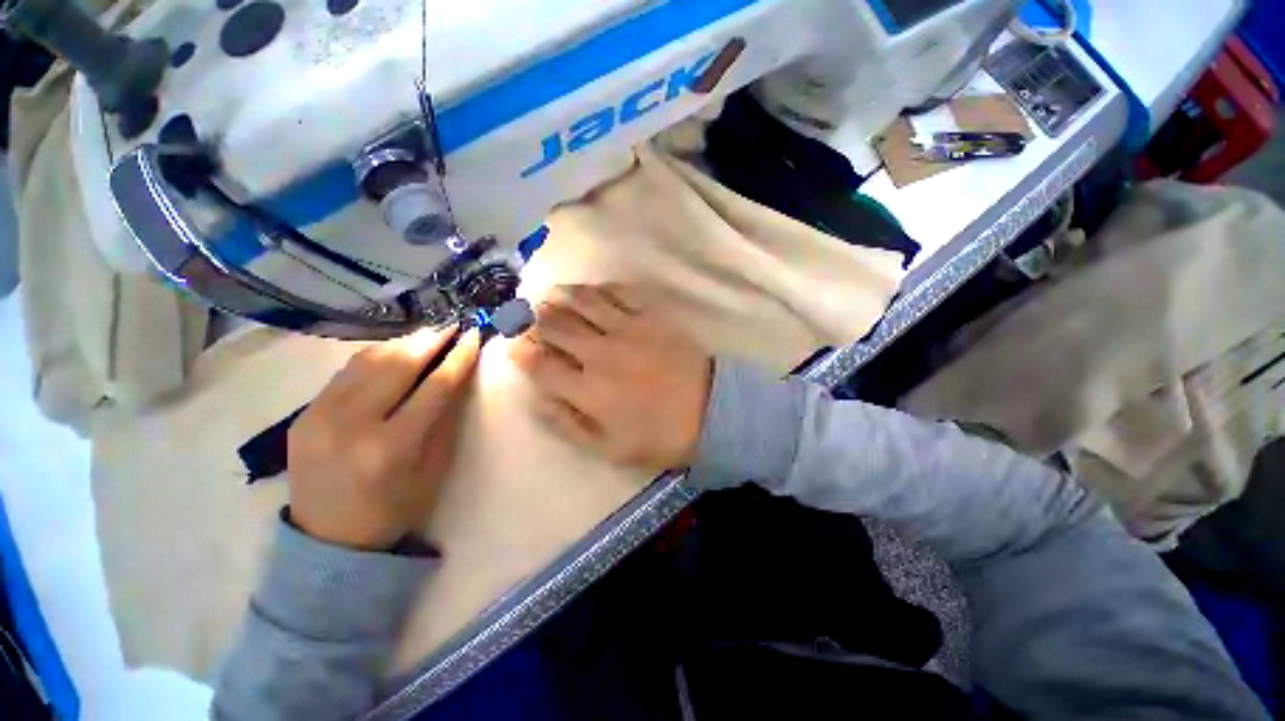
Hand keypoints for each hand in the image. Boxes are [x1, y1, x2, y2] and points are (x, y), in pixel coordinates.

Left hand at [287, 327, 481, 550]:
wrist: (328, 539)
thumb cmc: (394, 508)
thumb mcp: (434, 469)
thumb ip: (446, 420)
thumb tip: (459, 377)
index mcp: (390, 447)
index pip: (434, 386)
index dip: (458, 357)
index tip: (474, 336)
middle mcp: (351, 424)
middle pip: (398, 364)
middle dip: (431, 340)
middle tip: (453, 326)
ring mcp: (319, 415)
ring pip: (368, 360)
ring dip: (404, 343)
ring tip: (429, 335)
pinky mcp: (303, 413)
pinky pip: (345, 372)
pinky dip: (376, 356)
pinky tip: (395, 353)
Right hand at [510, 284, 712, 471]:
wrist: (711, 410)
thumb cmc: (659, 434)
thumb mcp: (609, 447)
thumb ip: (568, 424)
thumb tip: (536, 398)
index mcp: (588, 389)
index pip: (539, 364)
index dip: (520, 352)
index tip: (512, 345)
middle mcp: (601, 353)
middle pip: (555, 325)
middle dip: (533, 319)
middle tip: (525, 315)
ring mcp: (627, 329)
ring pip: (583, 301)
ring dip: (560, 296)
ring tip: (549, 295)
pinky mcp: (651, 315)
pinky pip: (618, 292)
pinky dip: (599, 289)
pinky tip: (592, 291)